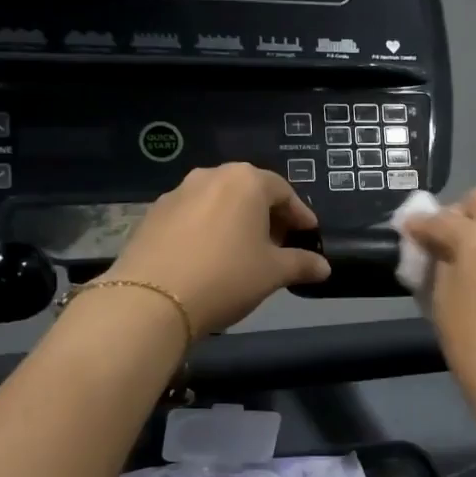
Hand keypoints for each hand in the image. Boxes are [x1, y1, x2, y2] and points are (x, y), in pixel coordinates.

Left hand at [104, 164, 330, 334]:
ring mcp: (177, 194)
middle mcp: (210, 176)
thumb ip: (302, 264)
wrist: (151, 300)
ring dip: (236, 221)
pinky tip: (211, 257)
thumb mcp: (273, 272)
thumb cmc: (227, 276)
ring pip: (218, 202)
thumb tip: (324, 267)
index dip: (300, 215)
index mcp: (245, 181)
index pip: (283, 191)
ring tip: (244, 251)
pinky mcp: (152, 215)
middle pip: (249, 192)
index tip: (309, 234)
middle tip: (279, 243)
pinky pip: (192, 217)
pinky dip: (208, 230)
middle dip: (267, 216)